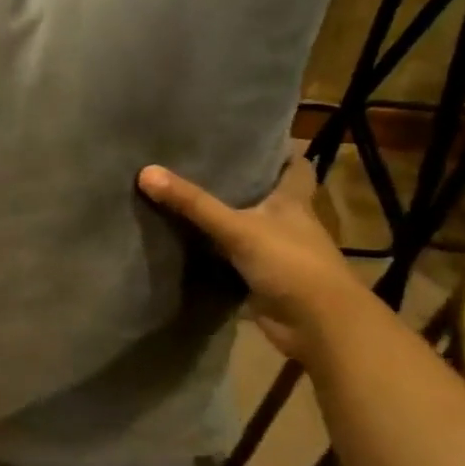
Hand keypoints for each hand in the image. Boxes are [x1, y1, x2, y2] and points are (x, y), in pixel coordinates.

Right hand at [138, 145, 366, 359]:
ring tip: (183, 199)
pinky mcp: (262, 281)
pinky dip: (213, 256)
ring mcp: (275, 254)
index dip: (278, 152)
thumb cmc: (290, 263)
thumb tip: (146, 171)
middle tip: (198, 166)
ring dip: (222, 221)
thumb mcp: (238, 227)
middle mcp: (288, 223)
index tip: (248, 139)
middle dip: (238, 184)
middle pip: (264, 196)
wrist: (318, 326)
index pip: (295, 167)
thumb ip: (194, 203)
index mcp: (293, 201)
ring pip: (245, 229)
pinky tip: (185, 245)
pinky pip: (232, 262)